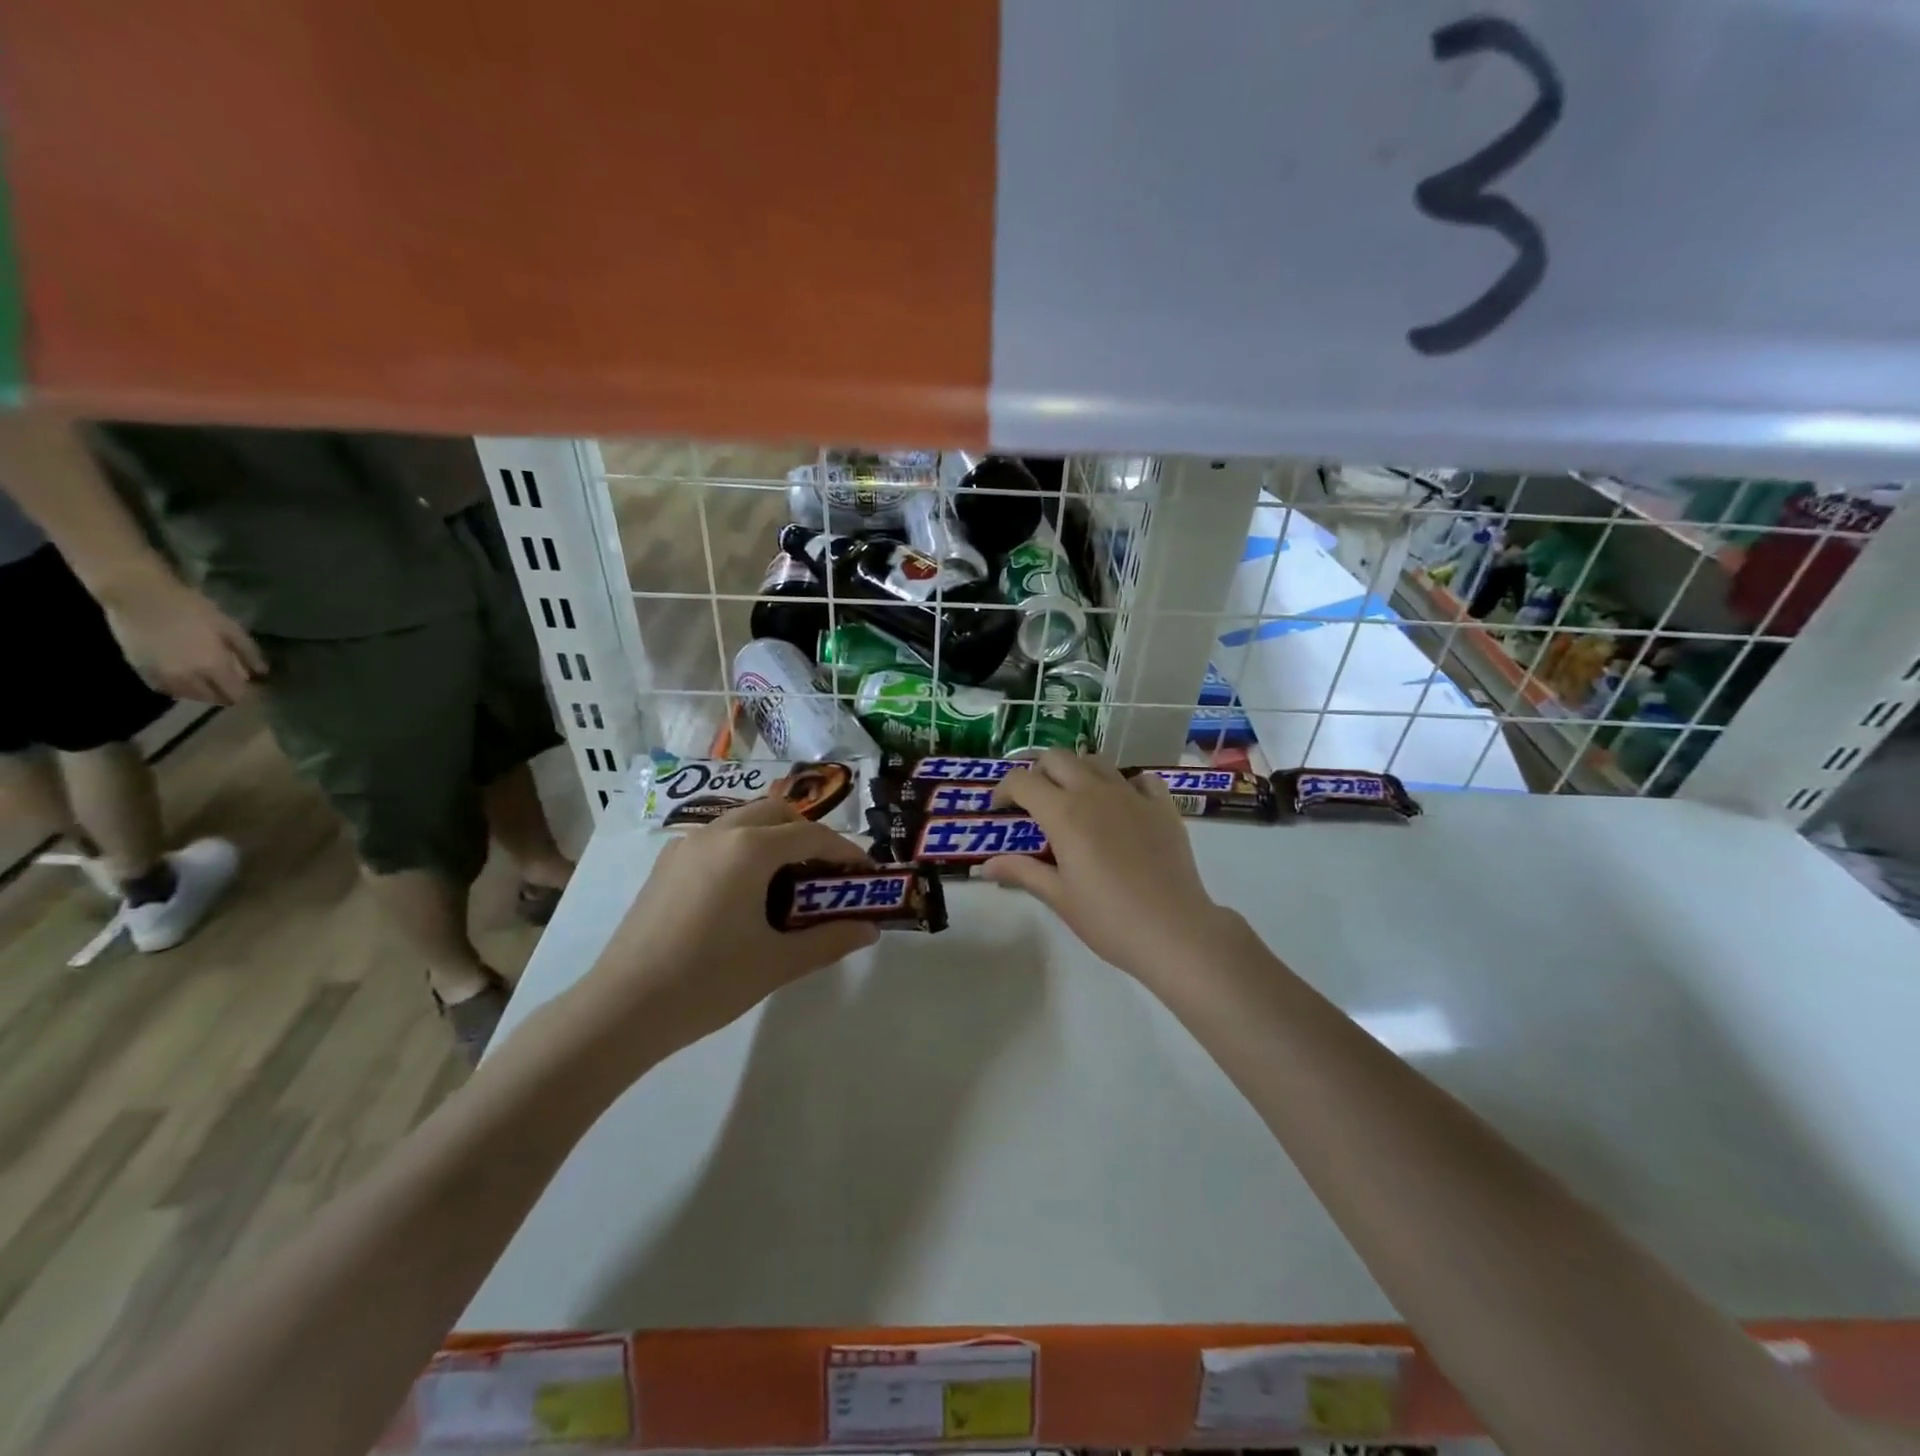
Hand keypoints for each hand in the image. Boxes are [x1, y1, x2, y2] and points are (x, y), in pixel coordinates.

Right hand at [105, 576, 265, 704]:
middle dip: (226, 694)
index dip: (246, 693)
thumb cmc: (191, 609)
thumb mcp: (230, 628)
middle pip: (212, 698)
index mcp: (212, 667)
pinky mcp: (140, 669)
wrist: (138, 596)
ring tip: (210, 681)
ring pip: (188, 696)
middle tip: (231, 682)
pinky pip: (164, 689)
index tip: (252, 686)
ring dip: (202, 693)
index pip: (235, 694)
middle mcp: (187, 677)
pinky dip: (178, 689)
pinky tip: (185, 679)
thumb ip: (248, 652)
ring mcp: (161, 675)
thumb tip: (262, 672)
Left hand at [567, 798, 879, 1065]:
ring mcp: (686, 846)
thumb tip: (870, 930)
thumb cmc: (708, 982)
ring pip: (744, 822)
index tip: (866, 874)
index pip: (811, 836)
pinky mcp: (666, 865)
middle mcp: (718, 833)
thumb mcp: (778, 962)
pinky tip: (746, 894)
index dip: (845, 851)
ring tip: (789, 885)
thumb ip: (829, 940)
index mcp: (749, 849)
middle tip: (827, 876)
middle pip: (778, 813)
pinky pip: (718, 840)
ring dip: (775, 839)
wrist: (621, 1009)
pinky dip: (745, 850)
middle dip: (809, 836)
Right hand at [984, 751, 1237, 984]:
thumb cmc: (1108, 919)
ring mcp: (1132, 795)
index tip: (1000, 809)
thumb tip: (985, 865)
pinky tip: (1122, 804)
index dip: (1004, 790)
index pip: (1022, 781)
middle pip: (1057, 758)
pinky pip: (1140, 778)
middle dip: (1038, 772)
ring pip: (1096, 761)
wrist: (1175, 930)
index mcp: (1064, 813)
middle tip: (1034, 800)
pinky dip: (1124, 783)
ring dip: (1077, 771)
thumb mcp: (1059, 897)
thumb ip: (1022, 872)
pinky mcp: (1163, 806)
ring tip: (1074, 799)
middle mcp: (1095, 793)